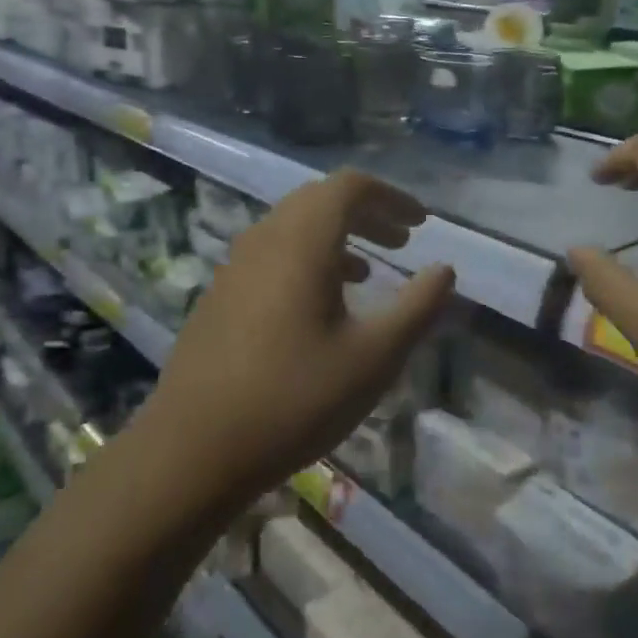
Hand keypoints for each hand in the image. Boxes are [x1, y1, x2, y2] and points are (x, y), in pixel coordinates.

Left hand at [145, 170, 453, 505]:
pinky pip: (272, 254)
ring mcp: (234, 266)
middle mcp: (264, 240)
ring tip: (369, 270)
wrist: (192, 451)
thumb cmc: (294, 400)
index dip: (392, 196)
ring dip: (337, 236)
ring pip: (294, 227)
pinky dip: (307, 258)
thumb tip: (445, 270)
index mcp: (301, 242)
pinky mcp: (219, 295)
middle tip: (402, 241)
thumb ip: (417, 307)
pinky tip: (321, 304)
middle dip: (367, 212)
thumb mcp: (374, 358)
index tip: (421, 224)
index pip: (349, 187)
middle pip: (320, 200)